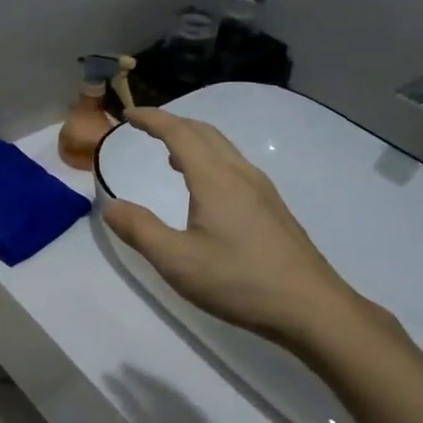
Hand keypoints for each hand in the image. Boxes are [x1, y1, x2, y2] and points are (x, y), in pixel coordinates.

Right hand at [101, 108, 374, 356]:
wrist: (311, 308)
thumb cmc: (240, 282)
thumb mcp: (177, 261)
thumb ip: (140, 230)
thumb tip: (111, 206)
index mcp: (215, 179)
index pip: (179, 132)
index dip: (152, 119)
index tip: (127, 114)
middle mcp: (240, 174)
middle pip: (204, 132)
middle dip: (171, 122)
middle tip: (144, 127)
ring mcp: (262, 189)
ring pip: (222, 147)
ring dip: (192, 140)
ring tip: (168, 154)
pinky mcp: (272, 207)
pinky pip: (233, 165)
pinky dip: (208, 158)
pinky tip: (203, 187)